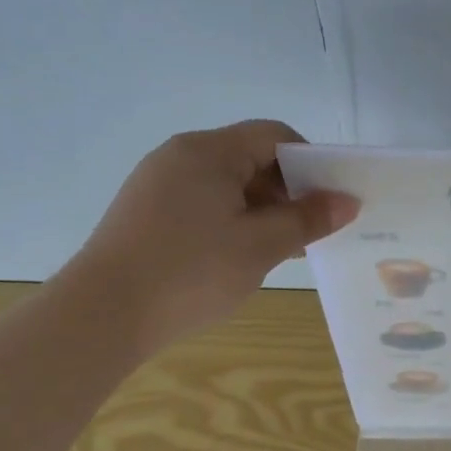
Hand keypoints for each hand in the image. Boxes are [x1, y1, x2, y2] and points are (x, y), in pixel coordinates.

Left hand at [53, 121, 358, 358]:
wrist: (103, 315)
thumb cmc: (192, 271)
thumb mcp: (261, 245)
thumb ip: (308, 219)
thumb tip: (347, 201)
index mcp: (208, 151)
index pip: (274, 136)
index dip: (310, 162)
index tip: (330, 200)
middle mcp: (180, 156)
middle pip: (250, 158)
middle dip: (288, 191)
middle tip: (311, 231)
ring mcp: (158, 185)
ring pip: (227, 185)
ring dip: (262, 210)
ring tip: (283, 250)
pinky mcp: (146, 213)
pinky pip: (203, 204)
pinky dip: (232, 221)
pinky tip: (242, 257)